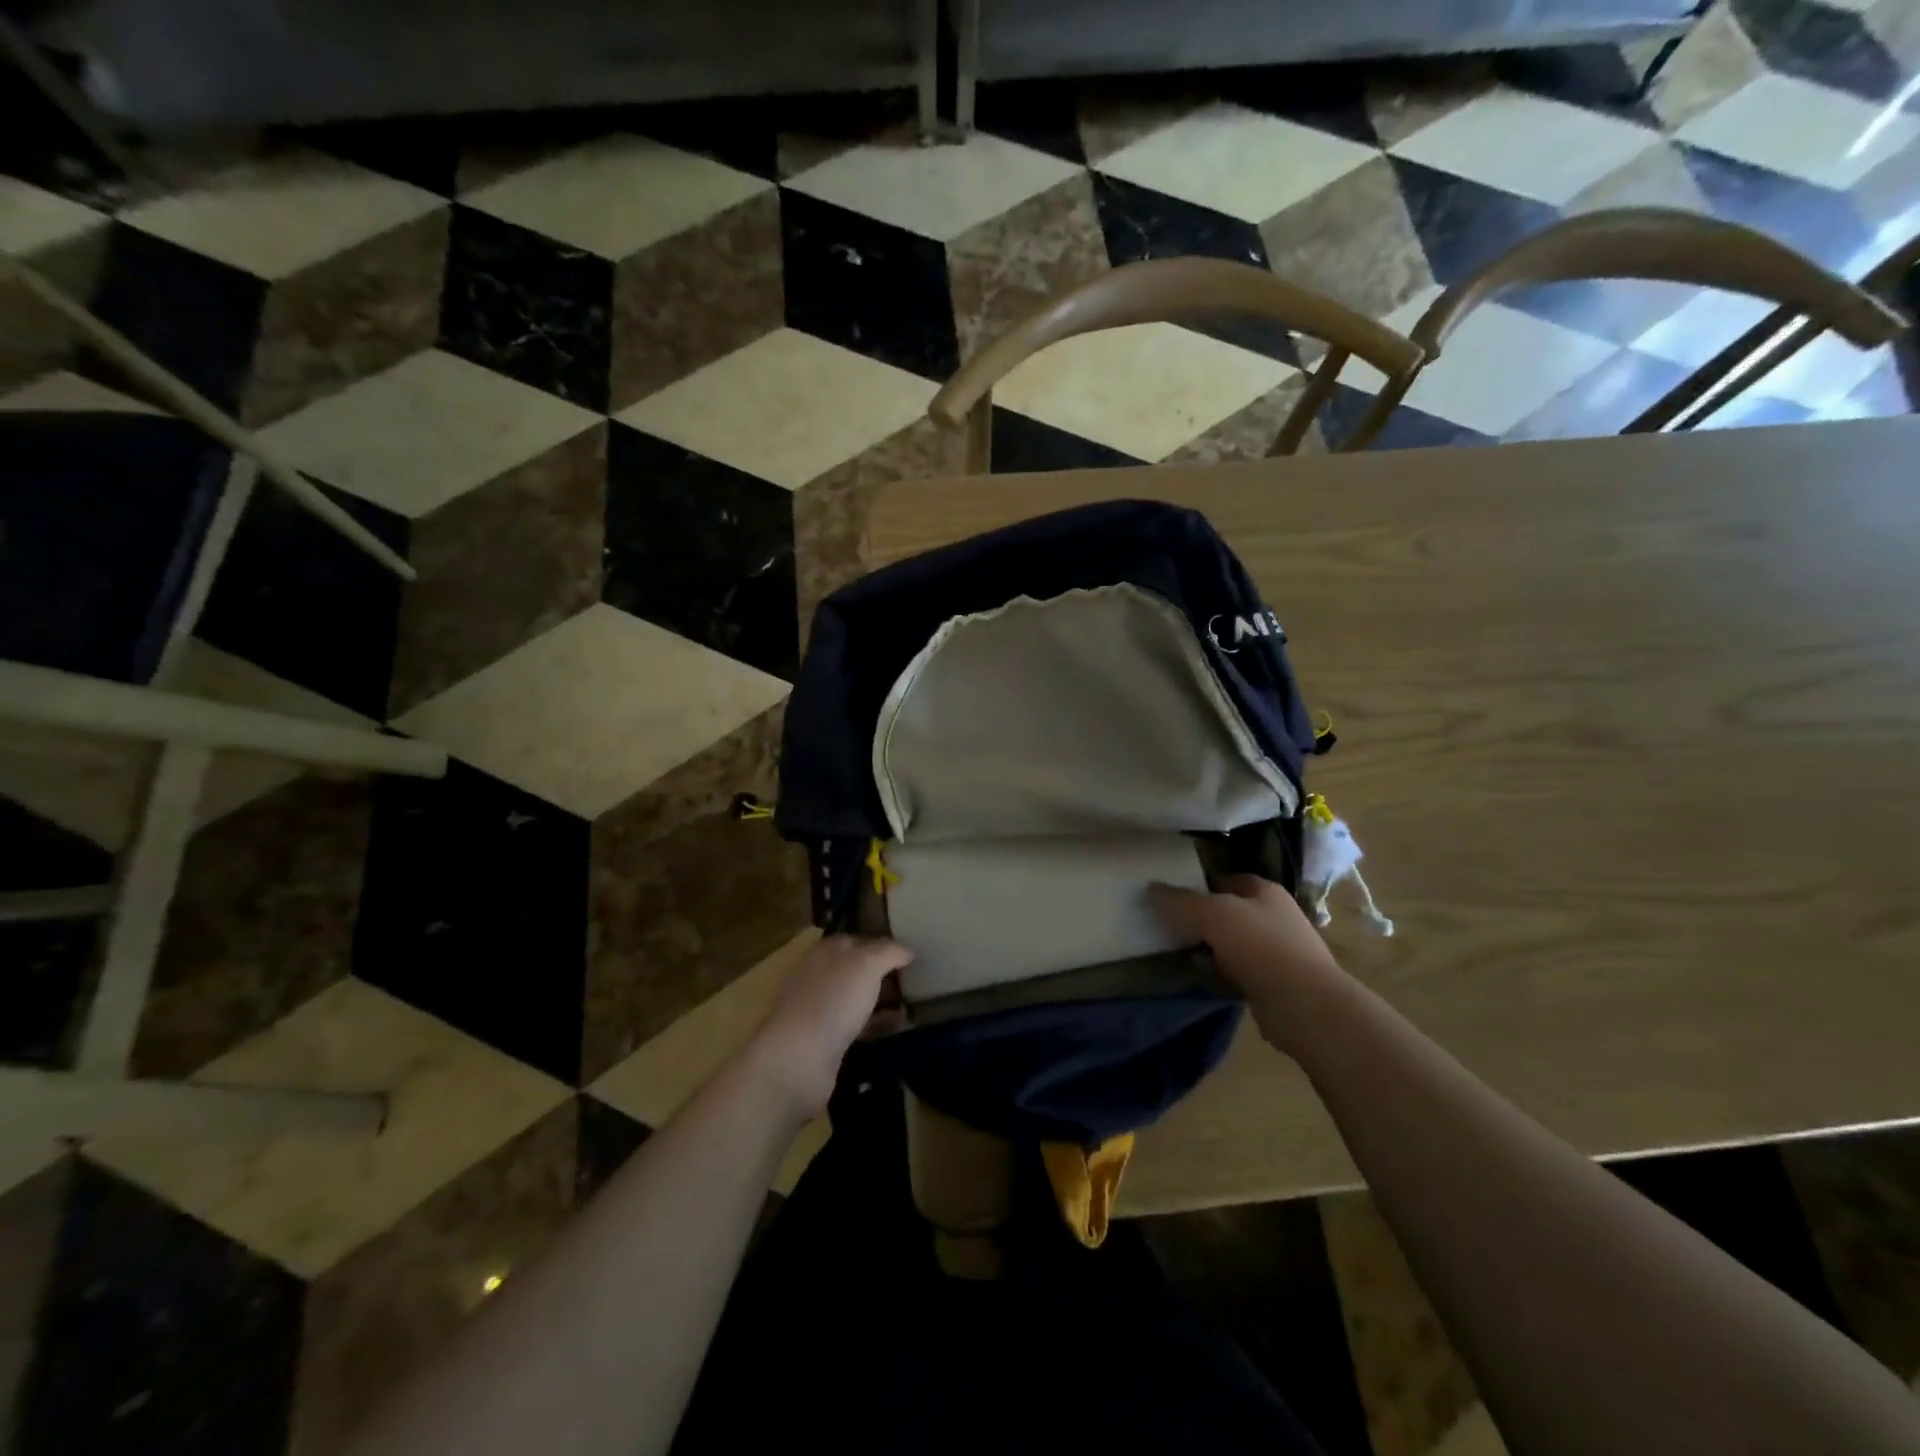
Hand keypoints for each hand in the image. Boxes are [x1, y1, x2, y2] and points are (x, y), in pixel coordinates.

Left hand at [748, 934, 912, 1118]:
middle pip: (856, 969)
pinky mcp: (825, 1041)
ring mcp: (820, 1010)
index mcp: (825, 952)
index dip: (881, 944)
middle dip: (883, 973)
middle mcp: (819, 977)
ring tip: (913, 1004)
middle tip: (915, 979)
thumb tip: (907, 950)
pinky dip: (877, 1024)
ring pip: (856, 998)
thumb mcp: (867, 964)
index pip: (856, 940)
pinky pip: (857, 1026)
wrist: (799, 1059)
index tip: (909, 953)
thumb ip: (888, 952)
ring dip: (881, 1000)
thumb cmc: (833, 1000)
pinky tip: (897, 1027)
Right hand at [1148, 874, 1346, 1051]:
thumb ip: (1181, 901)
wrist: (1303, 1004)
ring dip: (1208, 946)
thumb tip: (1151, 888)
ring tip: (1177, 949)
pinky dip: (1219, 971)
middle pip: (1228, 911)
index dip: (1199, 883)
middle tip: (1168, 922)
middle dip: (1201, 917)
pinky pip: (1237, 970)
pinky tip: (1199, 975)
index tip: (1171, 893)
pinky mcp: (1273, 982)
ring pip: (1231, 942)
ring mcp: (1276, 951)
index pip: (1227, 879)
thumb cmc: (1260, 945)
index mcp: (1265, 891)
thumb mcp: (1212, 914)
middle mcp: (1274, 916)